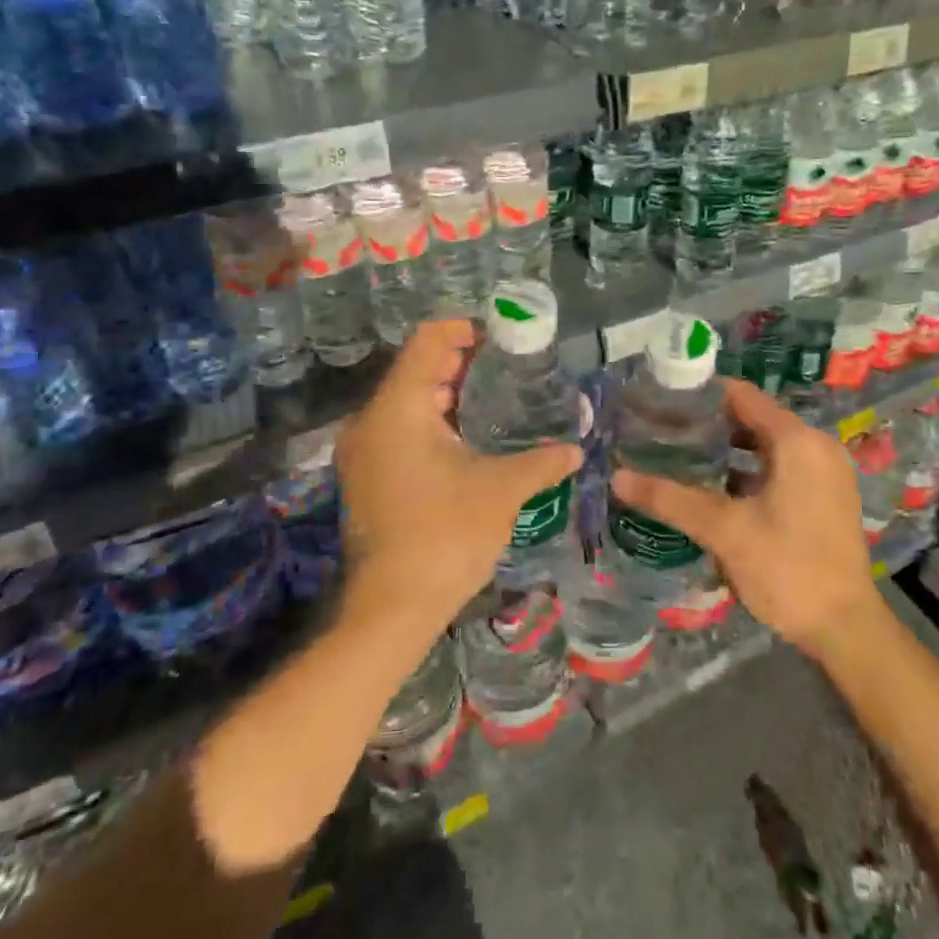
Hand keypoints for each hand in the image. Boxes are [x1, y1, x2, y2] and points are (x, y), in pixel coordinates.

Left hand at [336, 319, 581, 641]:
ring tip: (495, 399)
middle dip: (461, 363)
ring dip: (447, 394)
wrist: (392, 608)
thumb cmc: (446, 535)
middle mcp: (370, 420)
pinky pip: (399, 428)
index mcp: (398, 408)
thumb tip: (576, 450)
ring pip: (406, 401)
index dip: (464, 330)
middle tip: (508, 368)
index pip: (427, 341)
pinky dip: (432, 422)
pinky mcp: (365, 476)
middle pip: (416, 369)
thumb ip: (540, 462)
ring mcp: (363, 451)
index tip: (501, 338)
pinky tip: (468, 438)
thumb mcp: (501, 491)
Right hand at [611, 379, 880, 658]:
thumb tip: (617, 478)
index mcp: (796, 440)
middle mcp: (816, 445)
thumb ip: (670, 499)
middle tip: (664, 431)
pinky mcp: (827, 496)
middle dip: (710, 423)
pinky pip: (783, 465)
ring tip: (682, 456)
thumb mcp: (724, 531)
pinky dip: (751, 468)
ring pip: (768, 444)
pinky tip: (717, 487)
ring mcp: (826, 471)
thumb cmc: (787, 569)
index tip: (662, 400)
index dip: (701, 394)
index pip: (742, 395)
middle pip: (755, 417)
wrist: (846, 629)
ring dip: (729, 447)